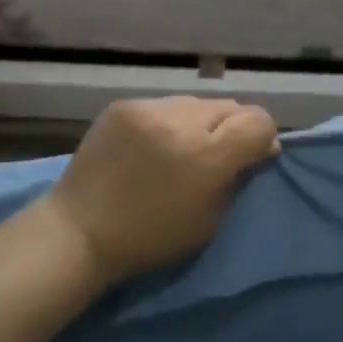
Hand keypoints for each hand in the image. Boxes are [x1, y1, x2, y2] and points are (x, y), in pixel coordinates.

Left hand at [46, 97, 279, 284]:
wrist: (79, 231)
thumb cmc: (150, 239)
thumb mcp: (210, 221)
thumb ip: (238, 178)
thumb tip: (260, 147)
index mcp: (207, 156)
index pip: (259, 121)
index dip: (263, 136)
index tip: (254, 155)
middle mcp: (181, 122)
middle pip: (231, 106)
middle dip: (233, 128)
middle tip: (218, 153)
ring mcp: (149, 108)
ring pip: (197, 103)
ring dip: (200, 122)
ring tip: (182, 147)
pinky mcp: (124, 105)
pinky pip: (164, 104)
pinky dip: (169, 121)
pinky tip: (154, 143)